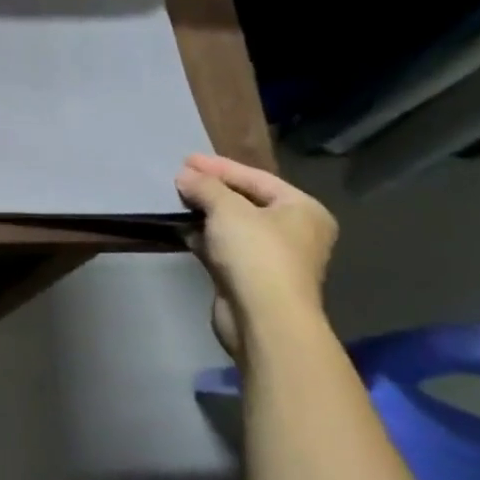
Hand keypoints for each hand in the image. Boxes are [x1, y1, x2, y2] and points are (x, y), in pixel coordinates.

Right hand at [176, 154, 337, 362]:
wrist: (264, 320)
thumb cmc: (257, 253)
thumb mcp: (228, 209)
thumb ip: (206, 186)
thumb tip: (184, 175)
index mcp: (303, 210)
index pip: (257, 178)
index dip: (220, 167)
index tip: (187, 159)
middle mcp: (294, 232)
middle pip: (246, 201)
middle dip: (212, 189)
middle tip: (181, 176)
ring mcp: (273, 259)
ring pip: (233, 226)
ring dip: (206, 213)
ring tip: (176, 198)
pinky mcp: (251, 280)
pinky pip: (224, 249)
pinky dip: (204, 237)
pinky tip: (181, 227)